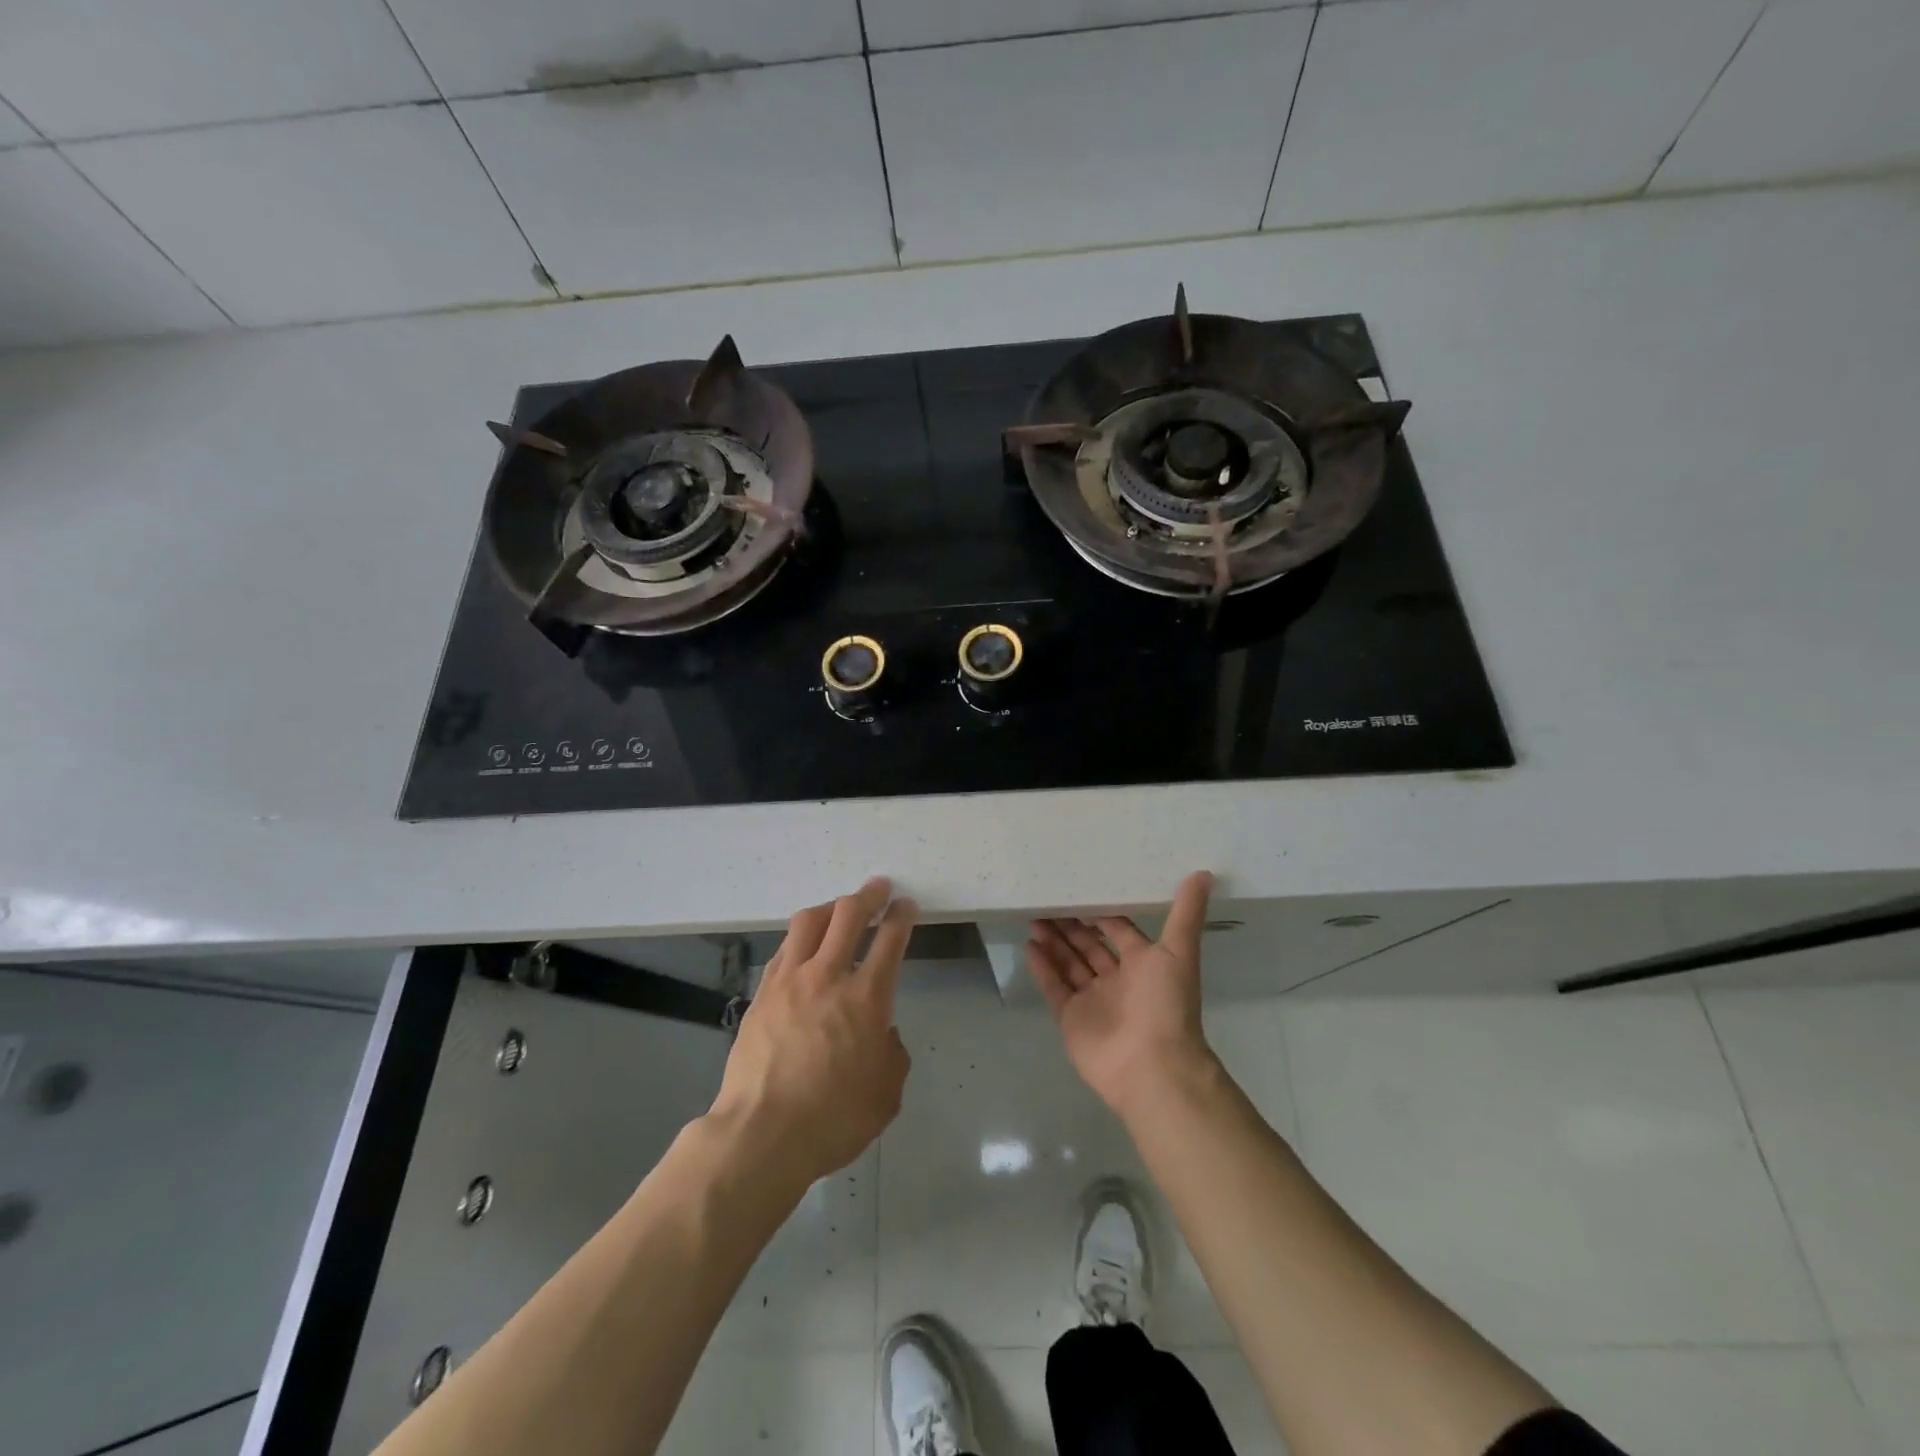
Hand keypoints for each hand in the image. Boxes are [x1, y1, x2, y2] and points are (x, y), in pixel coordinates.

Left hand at [709, 878, 915, 1183]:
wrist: (762, 1134)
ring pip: (809, 922)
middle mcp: (828, 976)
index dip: (901, 916)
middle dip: (868, 895)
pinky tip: (804, 945)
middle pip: (848, 914)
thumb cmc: (833, 1118)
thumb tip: (881, 1033)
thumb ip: (891, 1053)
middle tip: (878, 888)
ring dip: (830, 908)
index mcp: (867, 998)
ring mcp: (790, 980)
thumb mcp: (886, 1094)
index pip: (890, 939)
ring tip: (839, 909)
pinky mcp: (762, 992)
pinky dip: (800, 937)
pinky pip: (784, 949)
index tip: (905, 905)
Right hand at [1027, 871, 1217, 1122]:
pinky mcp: (1071, 1018)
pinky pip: (1054, 987)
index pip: (1119, 930)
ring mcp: (1092, 1000)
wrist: (1152, 1068)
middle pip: (1089, 946)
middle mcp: (1117, 980)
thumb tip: (1204, 873)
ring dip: (1054, 942)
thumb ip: (1186, 913)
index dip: (1102, 912)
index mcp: (1143, 964)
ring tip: (1034, 918)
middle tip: (1049, 901)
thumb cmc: (1166, 1005)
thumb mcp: (1178, 952)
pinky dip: (1042, 967)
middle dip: (1071, 925)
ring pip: (1069, 964)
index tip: (1081, 889)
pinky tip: (1030, 945)